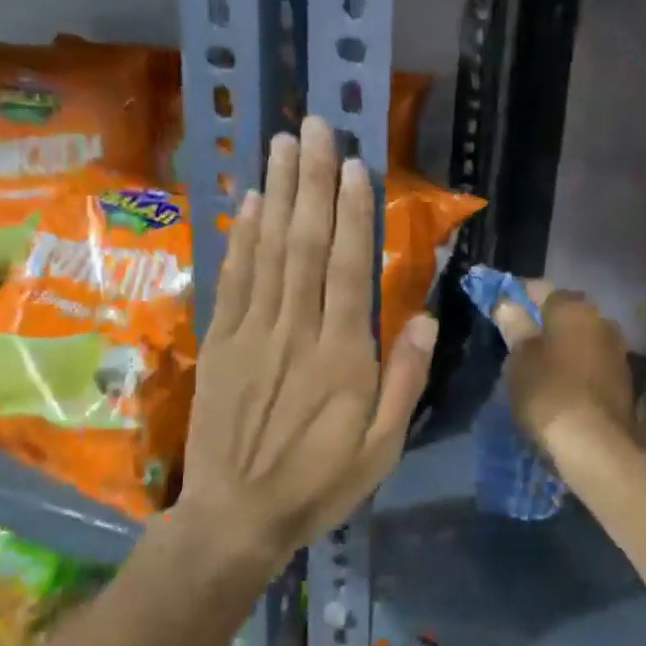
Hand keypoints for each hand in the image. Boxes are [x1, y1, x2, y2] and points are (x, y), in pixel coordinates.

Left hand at [180, 116, 437, 557]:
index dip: (352, 213)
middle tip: (317, 128)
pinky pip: (233, 279)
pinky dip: (241, 237)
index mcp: (342, 356)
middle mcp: (296, 331)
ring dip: (276, 194)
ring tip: (282, 145)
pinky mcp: (221, 342)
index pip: (349, 269)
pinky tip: (248, 203)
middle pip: (305, 244)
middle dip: (313, 182)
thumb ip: (405, 380)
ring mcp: (252, 332)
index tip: (355, 166)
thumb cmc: (319, 483)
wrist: (236, 517)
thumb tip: (424, 317)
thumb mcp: (382, 448)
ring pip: (267, 251)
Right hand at [491, 282, 635, 456]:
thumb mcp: (521, 358)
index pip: (539, 288)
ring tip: (534, 363)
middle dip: (541, 320)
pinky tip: (558, 383)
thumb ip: (515, 325)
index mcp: (574, 307)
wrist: (598, 446)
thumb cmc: (550, 393)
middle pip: (564, 311)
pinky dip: (574, 366)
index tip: (498, 305)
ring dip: (560, 344)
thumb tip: (506, 302)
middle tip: (515, 337)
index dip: (516, 294)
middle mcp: (602, 320)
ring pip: (580, 337)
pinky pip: (590, 362)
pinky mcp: (623, 380)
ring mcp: (617, 350)